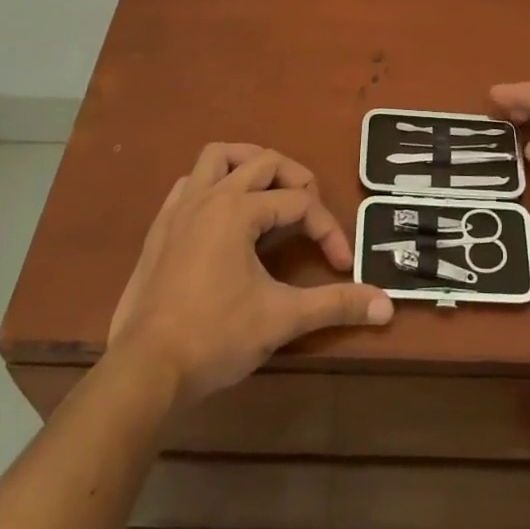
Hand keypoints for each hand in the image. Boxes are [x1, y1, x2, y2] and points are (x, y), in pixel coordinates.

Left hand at [107, 143, 392, 406]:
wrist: (144, 371)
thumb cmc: (215, 337)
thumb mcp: (282, 318)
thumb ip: (335, 305)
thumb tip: (386, 305)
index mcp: (238, 210)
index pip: (299, 203)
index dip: (327, 229)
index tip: (342, 264)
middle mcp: (209, 196)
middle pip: (263, 162)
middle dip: (296, 179)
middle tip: (311, 210)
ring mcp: (179, 209)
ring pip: (217, 157)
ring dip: (248, 164)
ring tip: (269, 189)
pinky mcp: (160, 229)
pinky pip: (189, 183)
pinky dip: (212, 185)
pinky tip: (222, 215)